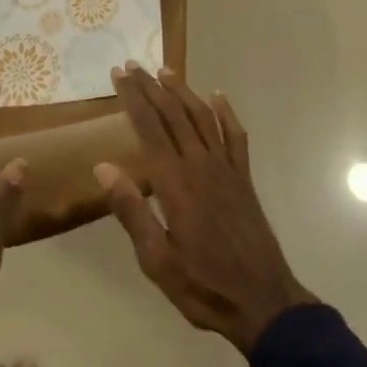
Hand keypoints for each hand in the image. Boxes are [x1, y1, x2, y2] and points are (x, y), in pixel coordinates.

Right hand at [96, 63, 314, 353]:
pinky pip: (235, 136)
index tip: (118, 75)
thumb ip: (132, 211)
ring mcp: (226, 168)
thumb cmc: (203, 284)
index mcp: (175, 183)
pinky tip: (217, 96)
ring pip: (202, 118)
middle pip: (172, 114)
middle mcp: (200, 165)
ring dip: (182, 91)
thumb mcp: (157, 259)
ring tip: (165, 70)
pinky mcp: (244, 178)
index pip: (149, 128)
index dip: (132, 99)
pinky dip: (226, 113)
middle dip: (151, 87)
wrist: (263, 302)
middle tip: (133, 64)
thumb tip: (103, 167)